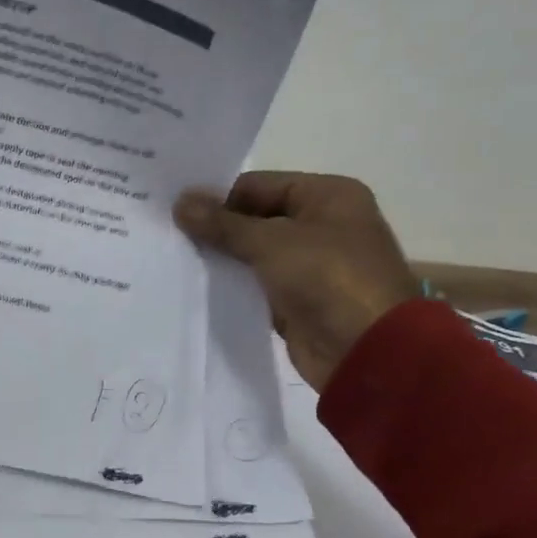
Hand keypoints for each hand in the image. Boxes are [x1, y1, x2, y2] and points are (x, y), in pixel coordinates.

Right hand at [175, 173, 418, 389]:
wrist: (367, 352)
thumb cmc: (327, 278)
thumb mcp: (270, 242)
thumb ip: (221, 223)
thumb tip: (180, 202)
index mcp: (328, 196)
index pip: (259, 185)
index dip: (217, 197)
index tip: (175, 210)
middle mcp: (322, 224)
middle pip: (255, 218)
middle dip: (216, 228)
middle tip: (169, 233)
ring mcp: (311, 265)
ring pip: (254, 253)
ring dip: (222, 257)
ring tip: (175, 257)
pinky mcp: (298, 300)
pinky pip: (257, 284)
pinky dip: (233, 284)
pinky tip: (197, 286)